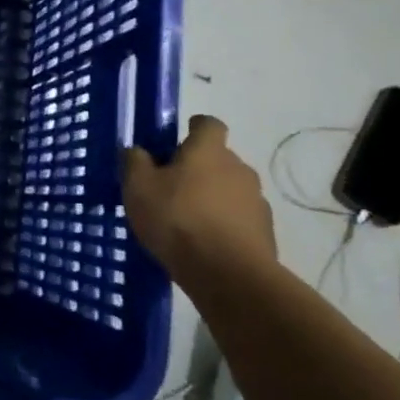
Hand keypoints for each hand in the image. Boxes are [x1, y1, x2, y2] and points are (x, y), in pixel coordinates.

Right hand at [122, 115, 277, 279]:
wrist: (228, 274)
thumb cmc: (177, 219)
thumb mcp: (138, 188)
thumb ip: (134, 162)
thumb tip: (136, 150)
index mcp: (209, 150)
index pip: (208, 124)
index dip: (194, 129)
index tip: (177, 141)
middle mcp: (239, 168)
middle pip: (219, 159)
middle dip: (198, 169)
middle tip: (171, 189)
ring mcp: (256, 201)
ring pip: (230, 191)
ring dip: (212, 199)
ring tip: (187, 222)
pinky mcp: (265, 233)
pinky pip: (239, 220)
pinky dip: (224, 226)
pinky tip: (204, 245)